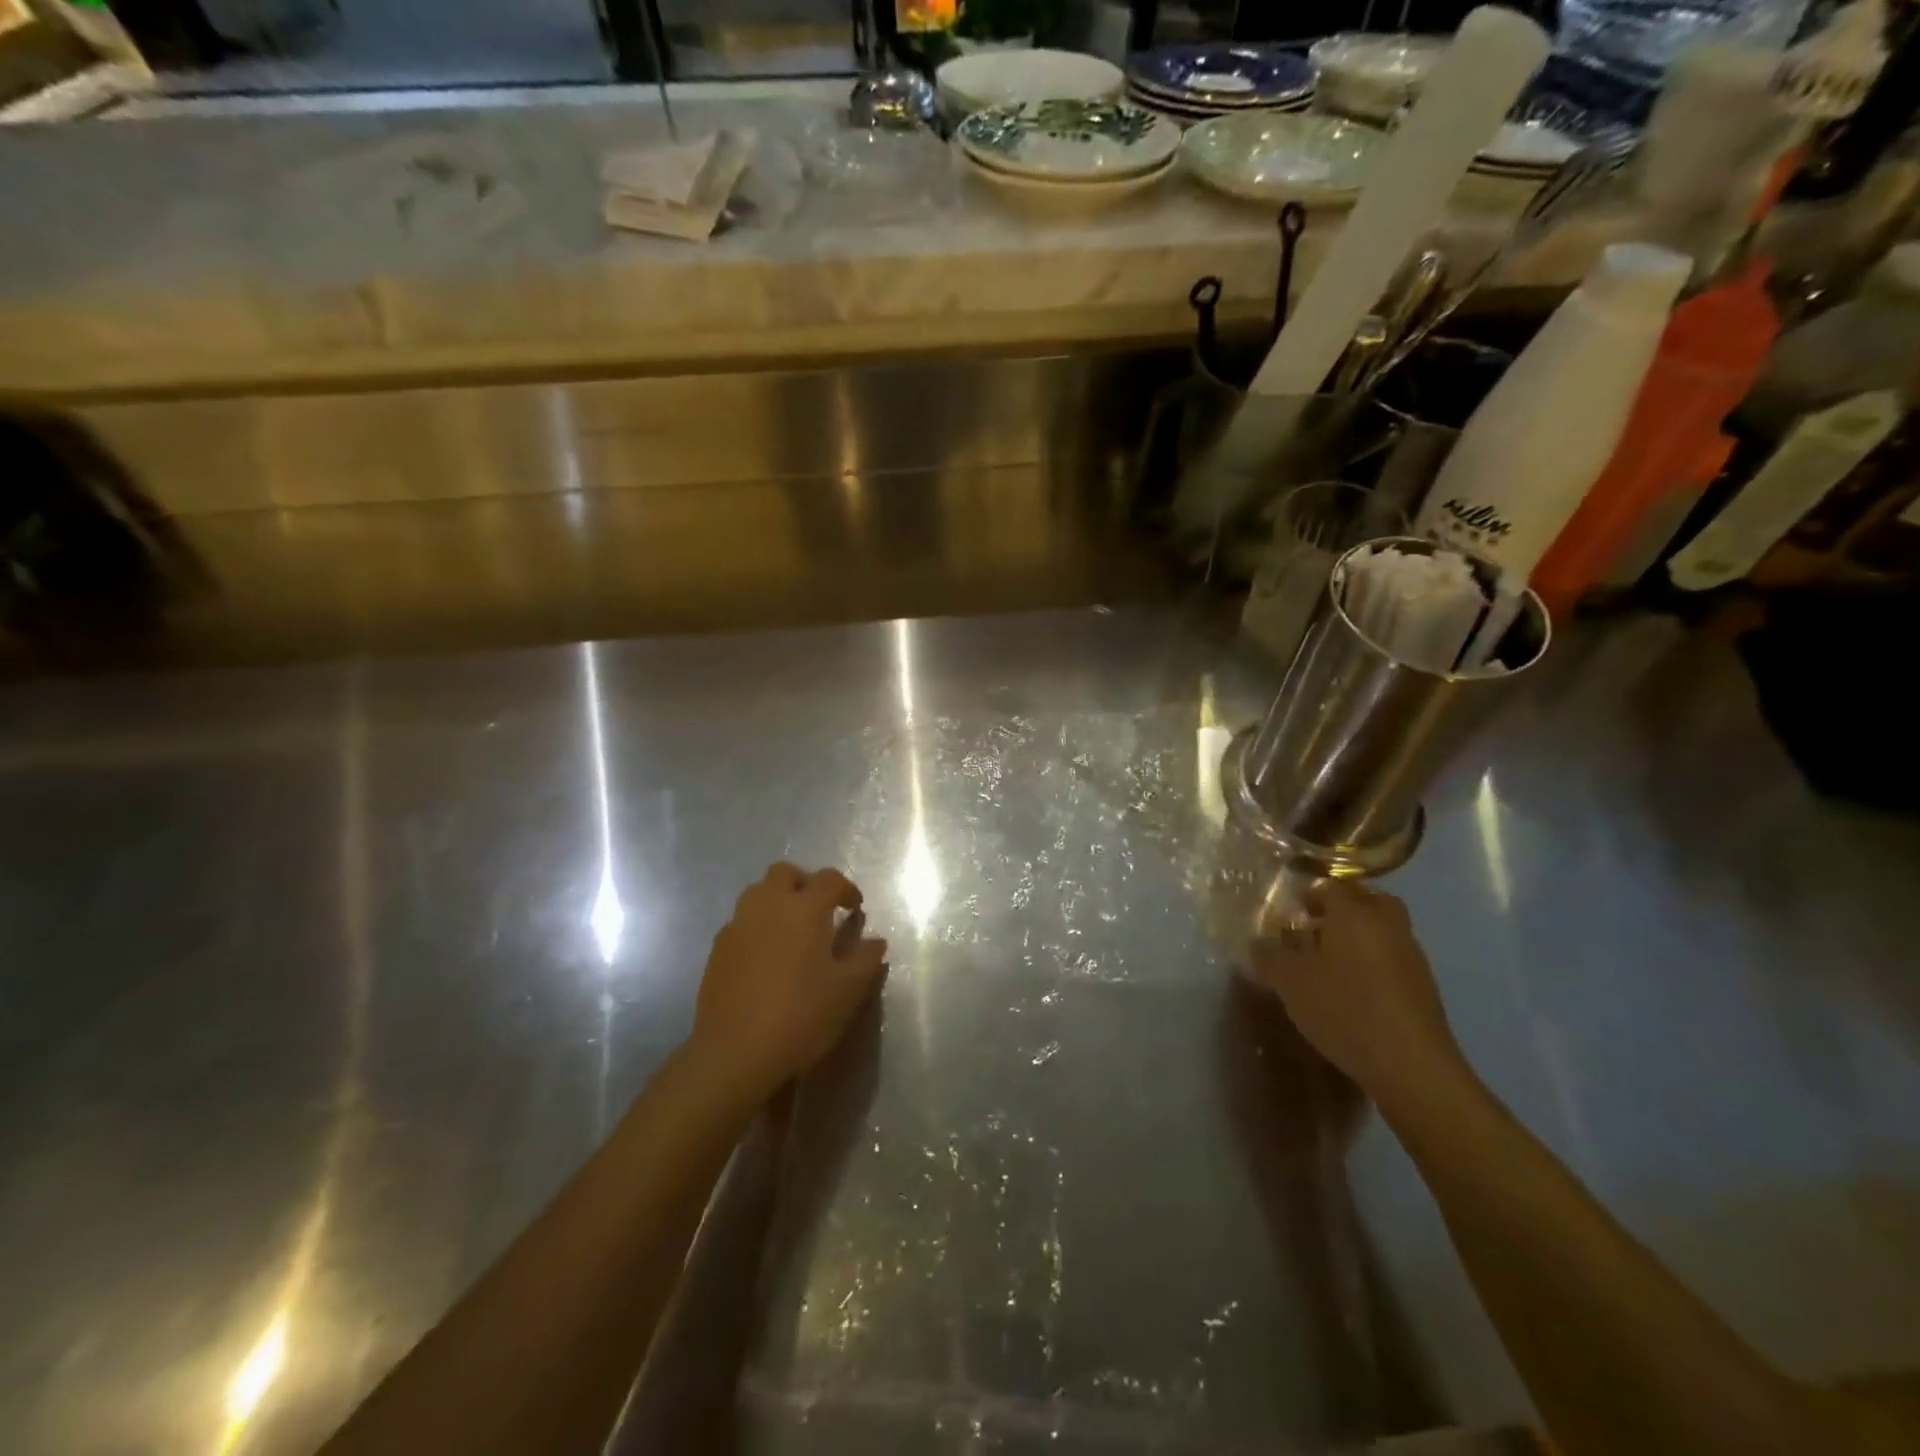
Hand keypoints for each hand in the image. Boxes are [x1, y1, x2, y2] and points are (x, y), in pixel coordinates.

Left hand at [690, 863, 888, 1103]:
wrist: (735, 1053)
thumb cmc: (801, 1016)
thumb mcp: (848, 991)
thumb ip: (866, 960)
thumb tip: (875, 941)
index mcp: (804, 909)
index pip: (828, 879)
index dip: (846, 889)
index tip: (855, 909)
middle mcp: (768, 905)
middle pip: (785, 873)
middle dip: (805, 883)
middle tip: (820, 911)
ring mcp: (738, 925)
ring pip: (758, 893)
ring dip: (778, 901)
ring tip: (793, 932)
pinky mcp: (717, 949)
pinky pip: (742, 921)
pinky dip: (758, 926)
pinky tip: (767, 957)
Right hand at [1247, 879, 1464, 1109]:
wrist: (1411, 1066)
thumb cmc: (1344, 1009)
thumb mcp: (1289, 981)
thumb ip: (1269, 955)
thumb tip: (1258, 943)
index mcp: (1354, 912)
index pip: (1330, 886)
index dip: (1307, 896)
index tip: (1288, 916)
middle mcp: (1387, 923)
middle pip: (1365, 901)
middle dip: (1339, 910)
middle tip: (1313, 930)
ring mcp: (1411, 954)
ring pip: (1381, 929)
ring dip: (1357, 937)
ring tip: (1328, 964)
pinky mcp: (1423, 985)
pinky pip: (1391, 957)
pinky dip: (1372, 963)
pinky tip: (1352, 991)